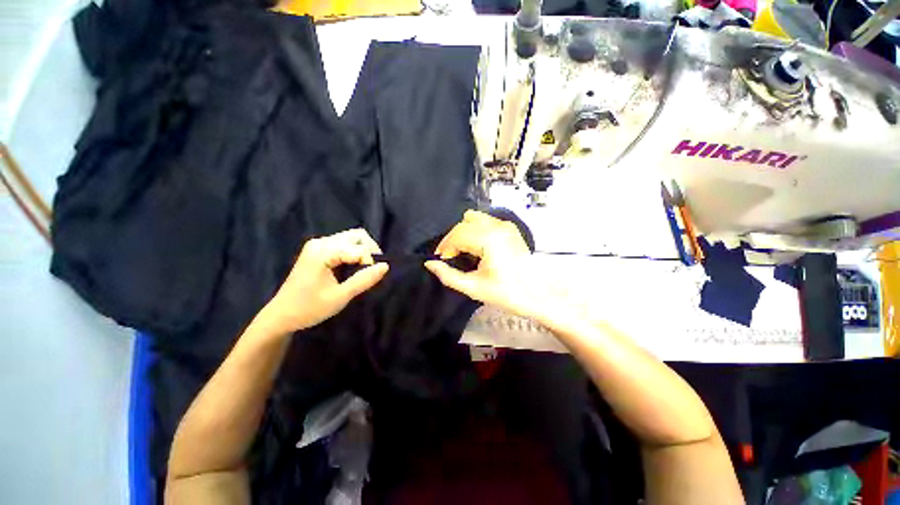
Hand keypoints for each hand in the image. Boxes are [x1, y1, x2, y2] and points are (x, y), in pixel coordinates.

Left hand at [259, 229, 388, 334]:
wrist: (281, 315)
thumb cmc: (310, 308)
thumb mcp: (340, 297)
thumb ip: (364, 280)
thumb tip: (386, 266)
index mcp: (323, 252)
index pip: (358, 249)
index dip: (370, 261)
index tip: (373, 277)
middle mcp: (320, 242)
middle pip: (356, 235)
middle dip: (370, 249)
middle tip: (375, 268)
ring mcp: (318, 244)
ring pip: (351, 237)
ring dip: (363, 250)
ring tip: (367, 267)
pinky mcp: (318, 249)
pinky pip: (343, 243)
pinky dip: (355, 251)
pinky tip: (356, 265)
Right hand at [425, 210, 536, 315]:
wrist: (537, 295)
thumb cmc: (506, 294)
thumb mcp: (473, 288)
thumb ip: (448, 275)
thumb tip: (429, 264)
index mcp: (490, 239)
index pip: (458, 234)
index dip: (445, 246)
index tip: (441, 259)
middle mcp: (498, 226)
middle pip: (464, 223)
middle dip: (453, 239)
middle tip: (451, 257)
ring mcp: (506, 225)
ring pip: (474, 218)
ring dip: (464, 232)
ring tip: (464, 250)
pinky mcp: (511, 228)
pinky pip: (486, 221)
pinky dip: (476, 229)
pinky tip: (477, 246)